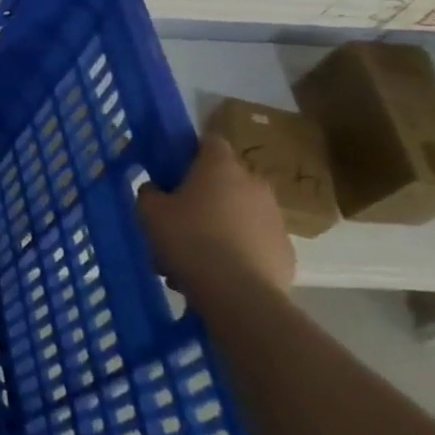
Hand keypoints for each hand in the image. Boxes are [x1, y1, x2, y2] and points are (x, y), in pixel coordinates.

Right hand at [136, 134, 294, 304]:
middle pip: (225, 180)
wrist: (238, 293)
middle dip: (203, 195)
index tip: (172, 169)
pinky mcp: (285, 249)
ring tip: (193, 254)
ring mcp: (275, 217)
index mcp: (220, 167)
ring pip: (238, 213)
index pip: (209, 141)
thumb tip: (156, 189)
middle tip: (177, 217)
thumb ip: (149, 193)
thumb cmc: (188, 240)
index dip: (190, 151)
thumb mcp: (149, 212)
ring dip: (218, 224)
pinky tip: (216, 271)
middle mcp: (254, 184)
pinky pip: (253, 241)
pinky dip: (237, 249)